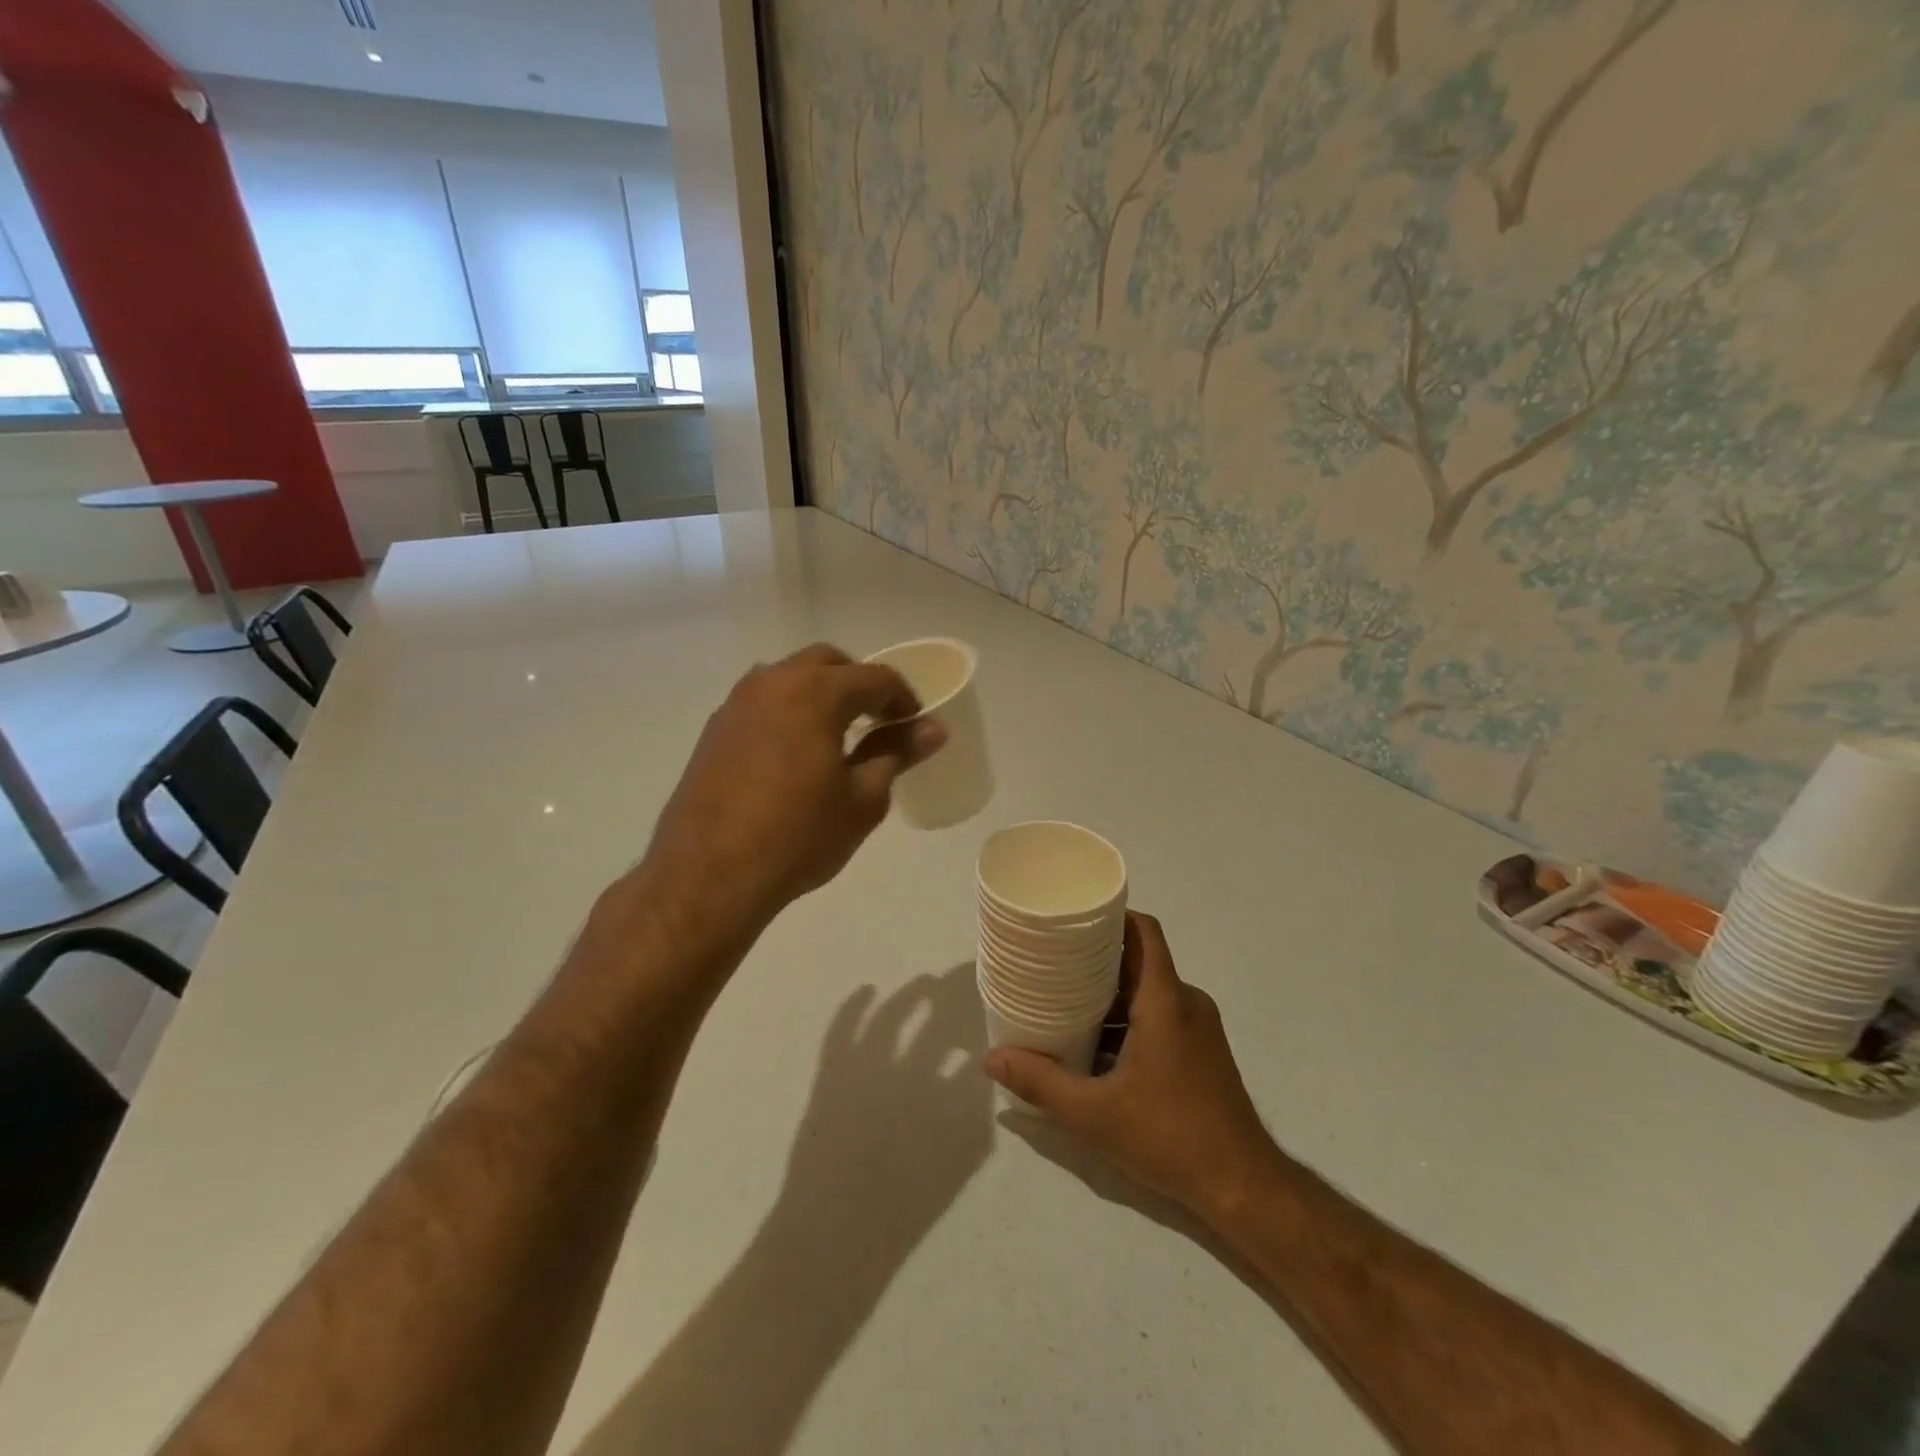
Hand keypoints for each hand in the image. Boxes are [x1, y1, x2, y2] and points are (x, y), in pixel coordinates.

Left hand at [644, 644, 945, 923]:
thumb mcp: (862, 798)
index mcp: (816, 691)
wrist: (709, 874)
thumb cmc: (799, 836)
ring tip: (837, 737)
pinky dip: (789, 711)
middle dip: (860, 685)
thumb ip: (896, 753)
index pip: (876, 677)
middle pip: (829, 663)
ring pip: (790, 677)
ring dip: (821, 693)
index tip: (915, 726)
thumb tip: (933, 729)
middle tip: (879, 723)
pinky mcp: (715, 728)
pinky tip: (795, 754)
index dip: (904, 698)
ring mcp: (737, 702)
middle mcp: (773, 682)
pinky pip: (763, 701)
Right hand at [984, 912, 1276, 1224]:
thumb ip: (1041, 1083)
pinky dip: (1128, 1020)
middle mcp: (1186, 1003)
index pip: (1143, 932)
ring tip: (1064, 1003)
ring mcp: (1198, 1028)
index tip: (1074, 917)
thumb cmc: (1170, 1136)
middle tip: (1052, 962)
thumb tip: (992, 1058)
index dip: (1111, 915)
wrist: (1243, 1186)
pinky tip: (1096, 1047)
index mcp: (1165, 1000)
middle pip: (1139, 961)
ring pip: (1148, 992)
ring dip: (1110, 995)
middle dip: (1096, 958)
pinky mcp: (1202, 1052)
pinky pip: (1160, 1016)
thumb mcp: (1094, 1114)